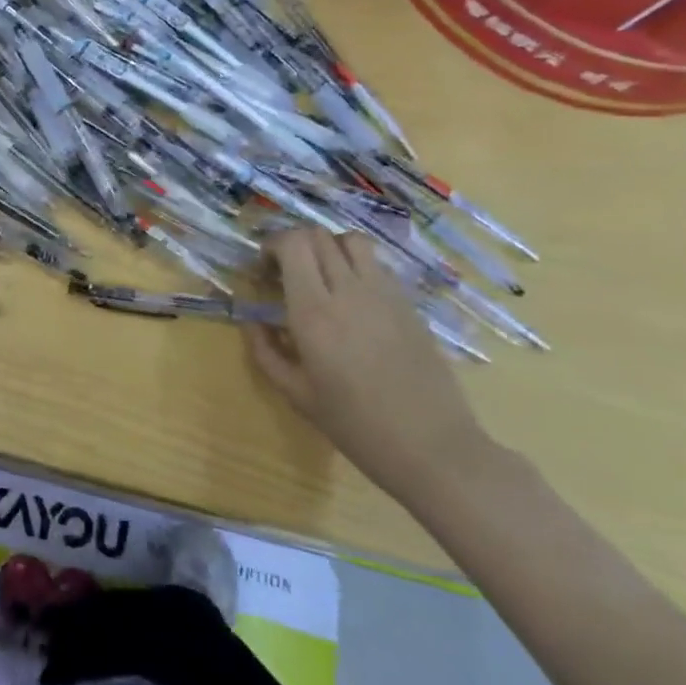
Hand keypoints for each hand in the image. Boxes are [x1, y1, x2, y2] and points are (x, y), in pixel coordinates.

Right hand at [243, 227, 491, 504]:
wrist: (434, 448)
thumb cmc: (357, 426)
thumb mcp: (297, 395)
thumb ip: (266, 352)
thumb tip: (251, 322)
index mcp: (314, 312)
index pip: (292, 244)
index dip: (272, 245)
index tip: (264, 270)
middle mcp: (348, 291)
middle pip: (318, 235)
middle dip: (294, 244)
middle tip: (286, 273)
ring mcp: (384, 294)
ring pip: (352, 241)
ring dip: (329, 248)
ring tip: (321, 276)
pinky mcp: (409, 304)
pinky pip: (377, 265)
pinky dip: (356, 266)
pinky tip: (353, 298)